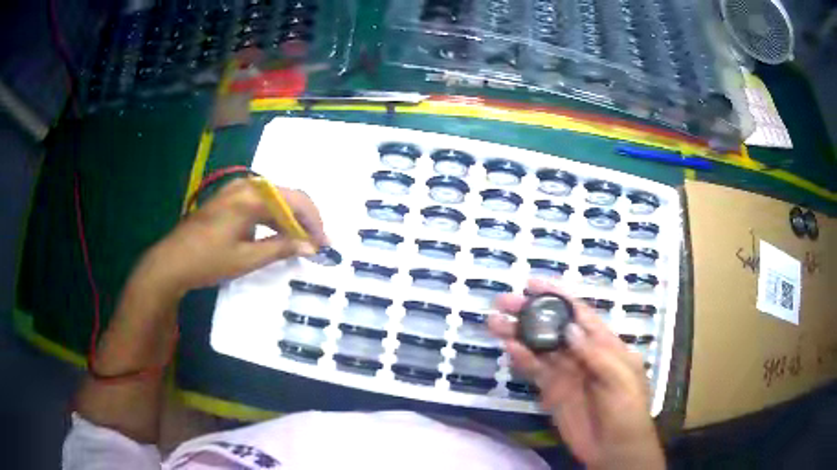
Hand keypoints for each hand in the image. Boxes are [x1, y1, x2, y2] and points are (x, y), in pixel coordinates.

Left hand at [135, 178, 326, 296]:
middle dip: (304, 219)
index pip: (295, 201)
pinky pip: (260, 202)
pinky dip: (273, 216)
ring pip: (274, 198)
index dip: (314, 222)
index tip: (324, 244)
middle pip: (287, 196)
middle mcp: (246, 186)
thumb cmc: (208, 260)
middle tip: (314, 244)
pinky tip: (277, 233)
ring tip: (299, 241)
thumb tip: (311, 246)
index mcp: (251, 197)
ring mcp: (236, 190)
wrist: (172, 261)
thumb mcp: (247, 258)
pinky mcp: (229, 198)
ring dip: (289, 218)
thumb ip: (281, 248)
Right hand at [487, 279, 664, 469]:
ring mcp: (566, 373)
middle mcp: (582, 353)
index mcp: (604, 344)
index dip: (557, 296)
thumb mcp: (621, 378)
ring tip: (495, 322)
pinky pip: (535, 372)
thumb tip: (569, 327)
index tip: (532, 284)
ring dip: (519, 334)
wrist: (614, 448)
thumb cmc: (627, 409)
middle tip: (503, 302)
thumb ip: (596, 353)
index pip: (579, 313)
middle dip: (530, 313)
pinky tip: (509, 349)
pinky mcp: (552, 392)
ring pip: (540, 348)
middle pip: (553, 327)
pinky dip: (522, 360)